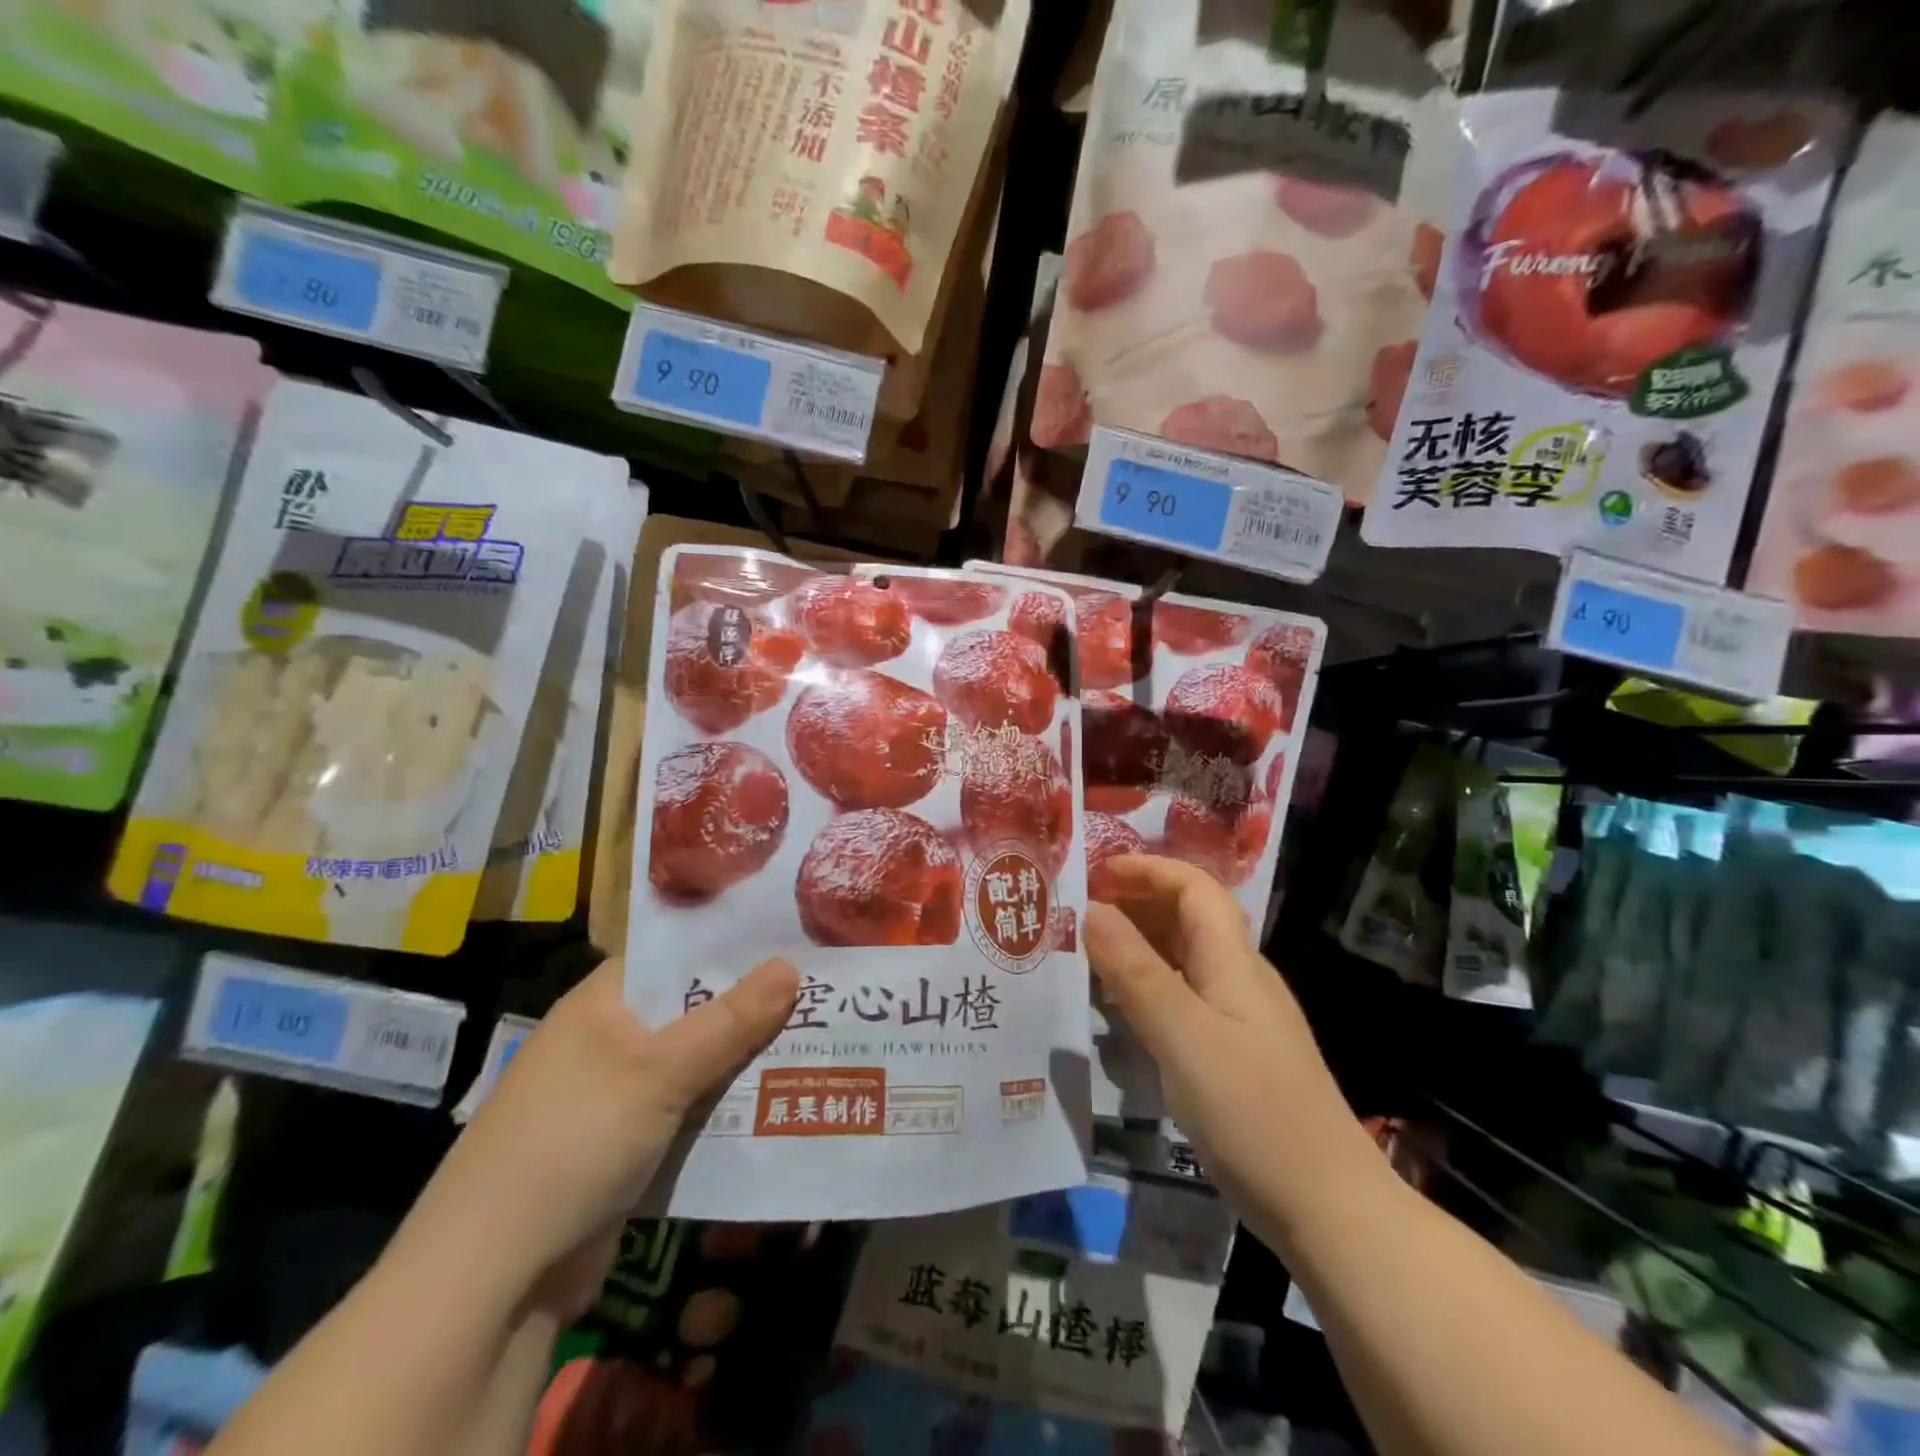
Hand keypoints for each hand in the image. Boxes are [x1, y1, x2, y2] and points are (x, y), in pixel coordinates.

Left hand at [402, 956, 798, 1319]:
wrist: (494, 1280)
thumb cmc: (574, 1140)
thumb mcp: (659, 1071)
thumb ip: (730, 1019)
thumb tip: (791, 964)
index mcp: (603, 1002)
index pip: (676, 953)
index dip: (731, 942)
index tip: (794, 935)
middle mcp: (610, 1040)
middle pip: (694, 1009)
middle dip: (753, 1004)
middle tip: (824, 985)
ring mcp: (618, 1096)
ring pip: (698, 1063)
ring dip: (747, 1058)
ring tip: (820, 1034)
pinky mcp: (630, 1146)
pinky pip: (691, 1111)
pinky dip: (728, 1106)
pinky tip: (782, 1097)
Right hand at [1087, 856, 1371, 1242]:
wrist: (1327, 1207)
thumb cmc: (1252, 1110)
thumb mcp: (1182, 1034)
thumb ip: (1135, 970)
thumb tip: (1092, 910)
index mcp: (1233, 961)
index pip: (1193, 887)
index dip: (1146, 870)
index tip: (1095, 874)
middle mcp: (1239, 977)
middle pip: (1189, 916)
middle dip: (1137, 901)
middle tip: (1080, 911)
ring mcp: (1240, 1017)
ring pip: (1184, 958)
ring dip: (1139, 943)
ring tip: (1088, 952)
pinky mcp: (1235, 1054)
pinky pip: (1184, 996)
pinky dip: (1148, 985)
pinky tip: (1120, 1009)